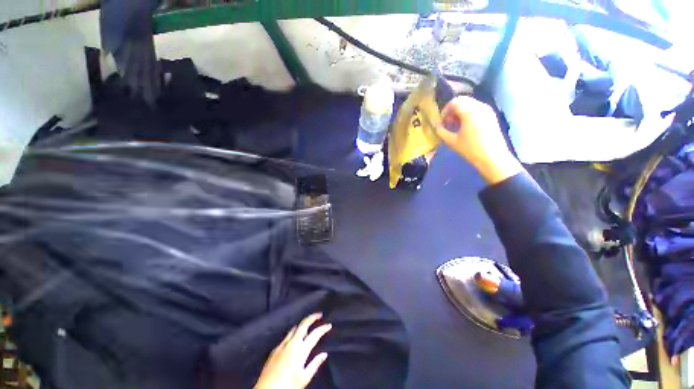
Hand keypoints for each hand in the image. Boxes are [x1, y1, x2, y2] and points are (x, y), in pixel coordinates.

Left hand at [254, 313, 331, 388]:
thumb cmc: (288, 386)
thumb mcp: (304, 378)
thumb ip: (314, 364)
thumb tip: (324, 354)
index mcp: (300, 350)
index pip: (314, 334)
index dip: (323, 328)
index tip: (329, 325)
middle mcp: (291, 343)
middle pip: (303, 325)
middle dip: (312, 317)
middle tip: (319, 315)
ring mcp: (281, 345)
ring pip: (294, 328)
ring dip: (302, 324)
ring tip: (308, 324)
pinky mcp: (274, 349)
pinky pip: (286, 336)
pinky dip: (293, 333)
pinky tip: (294, 338)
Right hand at [436, 96, 521, 183]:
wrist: (493, 157)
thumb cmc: (470, 149)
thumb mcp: (452, 141)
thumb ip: (442, 131)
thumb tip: (438, 126)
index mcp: (469, 111)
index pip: (454, 102)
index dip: (445, 110)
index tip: (441, 121)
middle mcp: (479, 106)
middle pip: (463, 101)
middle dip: (452, 110)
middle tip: (447, 122)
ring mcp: (487, 110)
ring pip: (470, 104)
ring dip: (460, 112)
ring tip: (455, 126)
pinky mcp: (491, 116)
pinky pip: (477, 109)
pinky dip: (468, 114)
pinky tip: (465, 127)